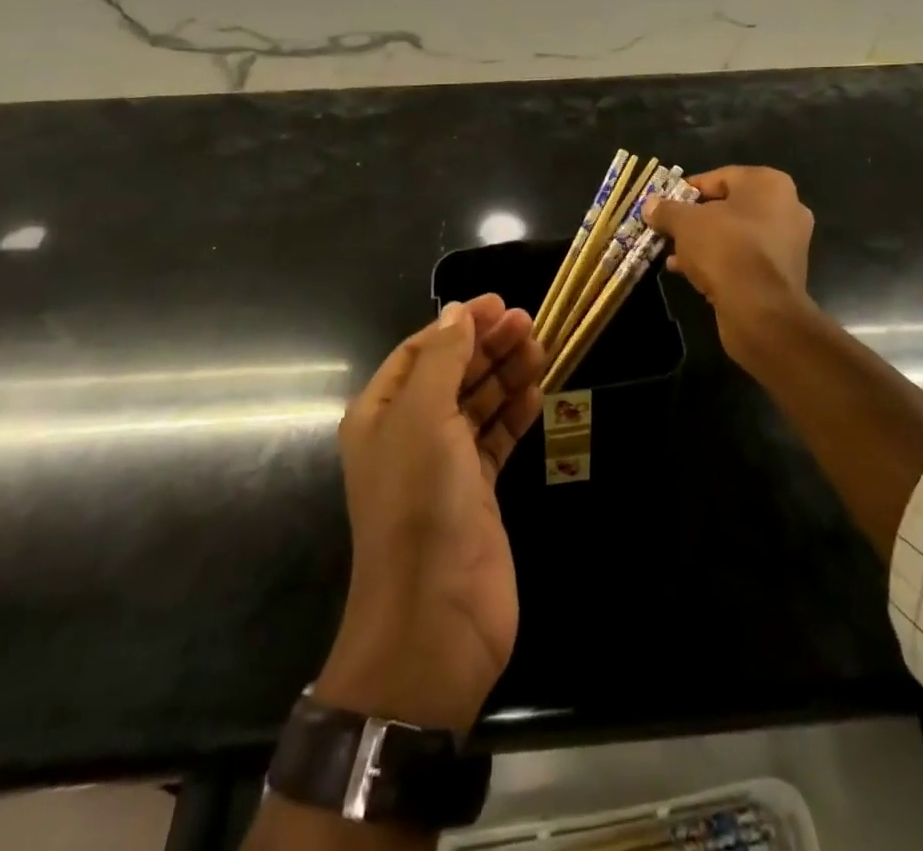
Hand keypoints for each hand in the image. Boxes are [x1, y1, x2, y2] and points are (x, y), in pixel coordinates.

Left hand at [318, 295, 544, 733]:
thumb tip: (456, 313)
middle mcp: (409, 434)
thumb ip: (443, 359)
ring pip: (477, 404)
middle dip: (487, 345)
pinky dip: (515, 414)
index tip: (499, 304)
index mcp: (382, 413)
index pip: (421, 351)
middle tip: (529, 322)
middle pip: (452, 373)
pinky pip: (496, 439)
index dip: (458, 324)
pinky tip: (538, 391)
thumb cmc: (420, 503)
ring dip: (506, 374)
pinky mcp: (477, 492)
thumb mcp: (424, 416)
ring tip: (541, 347)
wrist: (435, 617)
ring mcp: (444, 465)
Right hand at [645, 166, 814, 363]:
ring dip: (704, 243)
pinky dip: (720, 262)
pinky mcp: (783, 273)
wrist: (761, 310)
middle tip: (668, 229)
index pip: (720, 177)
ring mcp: (788, 242)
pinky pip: (744, 258)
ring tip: (673, 255)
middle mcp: (786, 207)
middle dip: (695, 219)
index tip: (665, 204)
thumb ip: (667, 210)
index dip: (688, 190)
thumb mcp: (685, 223)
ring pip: (735, 235)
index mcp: (769, 184)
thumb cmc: (725, 249)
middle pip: (728, 207)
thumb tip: (650, 204)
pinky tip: (690, 273)